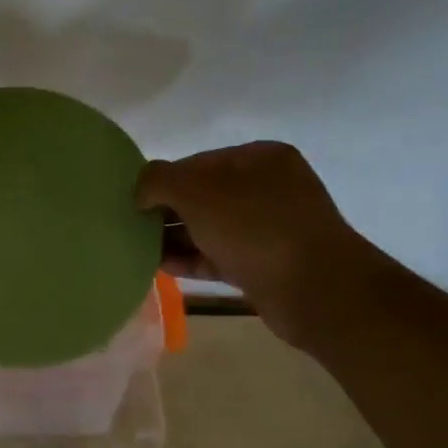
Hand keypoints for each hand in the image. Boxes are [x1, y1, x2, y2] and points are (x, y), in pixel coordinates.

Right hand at [136, 142, 377, 346]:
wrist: (315, 289)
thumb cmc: (255, 228)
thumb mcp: (196, 191)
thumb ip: (159, 181)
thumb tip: (141, 192)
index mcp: (258, 158)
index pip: (197, 162)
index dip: (163, 180)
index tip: (134, 201)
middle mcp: (267, 187)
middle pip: (203, 195)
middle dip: (167, 211)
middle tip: (132, 226)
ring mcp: (269, 228)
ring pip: (210, 228)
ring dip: (175, 238)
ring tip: (138, 248)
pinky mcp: (265, 264)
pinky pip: (219, 255)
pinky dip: (191, 259)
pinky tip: (161, 267)